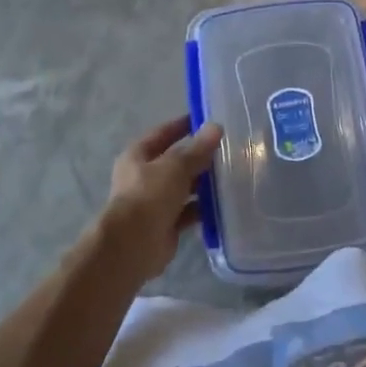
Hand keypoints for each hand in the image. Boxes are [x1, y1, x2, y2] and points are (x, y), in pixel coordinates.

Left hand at [97, 116, 222, 285]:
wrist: (132, 246)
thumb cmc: (149, 196)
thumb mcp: (176, 166)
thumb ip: (197, 149)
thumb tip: (216, 127)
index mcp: (138, 155)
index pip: (164, 133)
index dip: (184, 125)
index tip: (209, 120)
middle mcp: (144, 176)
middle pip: (175, 161)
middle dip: (199, 157)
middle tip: (229, 150)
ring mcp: (154, 202)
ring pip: (183, 187)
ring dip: (203, 184)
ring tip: (232, 176)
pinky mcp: (166, 225)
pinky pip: (188, 212)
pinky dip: (203, 208)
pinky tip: (225, 204)